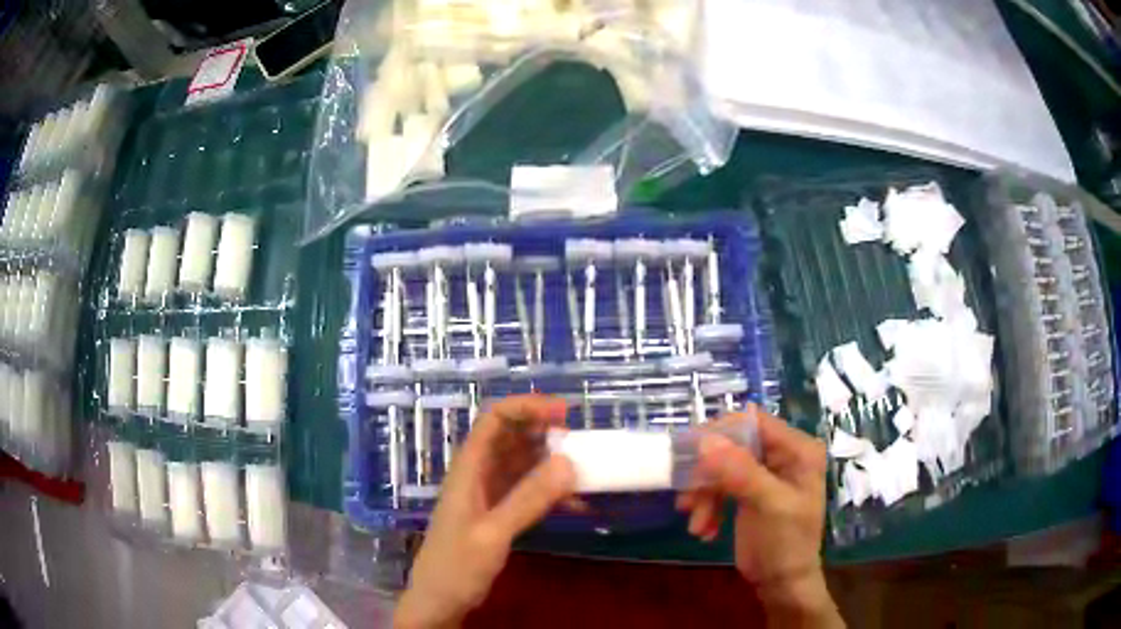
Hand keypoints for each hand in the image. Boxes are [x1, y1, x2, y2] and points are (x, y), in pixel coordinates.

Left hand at [395, 395, 575, 628]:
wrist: (440, 600)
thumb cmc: (456, 565)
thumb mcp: (492, 534)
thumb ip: (527, 500)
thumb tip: (568, 462)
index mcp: (468, 469)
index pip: (494, 420)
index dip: (526, 407)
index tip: (563, 413)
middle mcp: (478, 475)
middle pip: (510, 437)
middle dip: (543, 432)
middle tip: (579, 442)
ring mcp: (488, 494)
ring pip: (521, 463)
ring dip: (550, 462)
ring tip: (583, 469)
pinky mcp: (498, 513)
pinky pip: (527, 491)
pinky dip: (550, 492)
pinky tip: (575, 504)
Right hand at [677, 407, 841, 625]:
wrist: (782, 583)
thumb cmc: (787, 543)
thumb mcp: (769, 506)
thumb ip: (741, 472)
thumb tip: (705, 440)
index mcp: (797, 449)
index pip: (754, 422)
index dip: (721, 432)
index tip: (689, 452)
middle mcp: (781, 455)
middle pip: (732, 445)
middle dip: (708, 474)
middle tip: (687, 499)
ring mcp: (763, 473)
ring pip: (720, 467)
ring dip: (703, 495)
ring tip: (695, 524)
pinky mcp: (747, 491)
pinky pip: (718, 486)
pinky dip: (706, 506)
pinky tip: (703, 530)